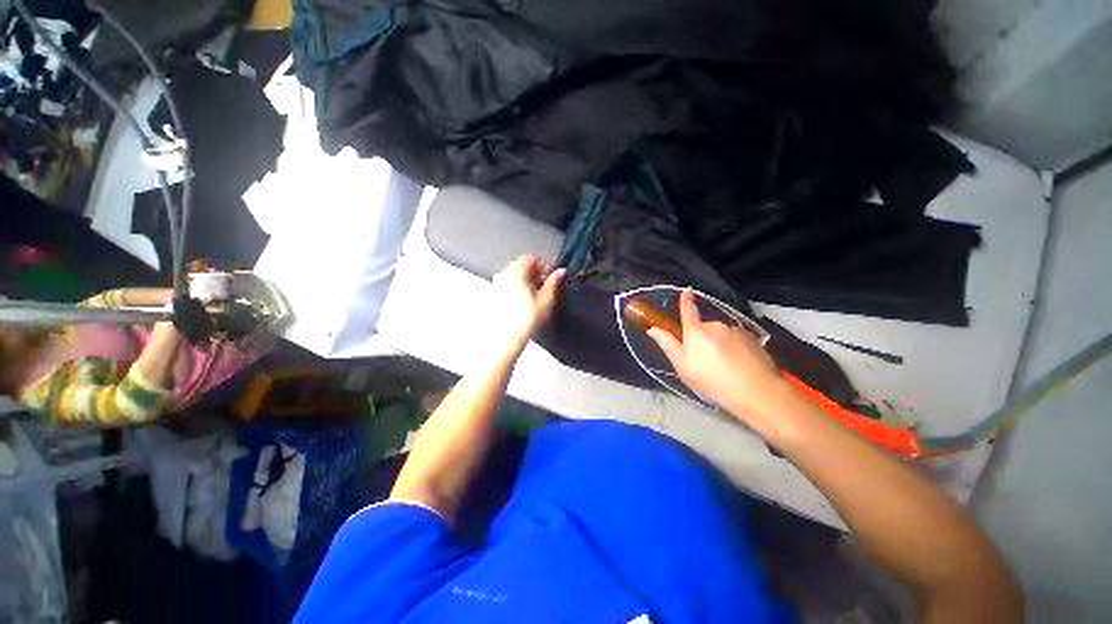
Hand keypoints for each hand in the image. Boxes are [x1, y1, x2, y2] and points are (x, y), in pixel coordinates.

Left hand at [490, 255, 565, 349]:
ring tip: (534, 296)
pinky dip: (515, 288)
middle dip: (533, 273)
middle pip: (520, 266)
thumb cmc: (526, 319)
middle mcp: (503, 275)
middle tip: (543, 287)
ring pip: (512, 276)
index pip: (530, 259)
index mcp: (516, 272)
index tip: (549, 278)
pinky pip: (505, 285)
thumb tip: (561, 271)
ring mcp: (495, 285)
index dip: (542, 266)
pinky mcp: (492, 296)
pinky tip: (522, 303)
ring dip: (524, 281)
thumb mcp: (546, 300)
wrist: (505, 338)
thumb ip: (553, 283)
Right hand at [647, 288, 787, 417]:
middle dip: (702, 339)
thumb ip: (668, 346)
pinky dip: (735, 348)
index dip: (686, 300)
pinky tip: (738, 365)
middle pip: (704, 327)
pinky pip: (737, 339)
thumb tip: (653, 329)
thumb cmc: (713, 381)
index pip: (688, 311)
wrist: (757, 392)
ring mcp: (736, 331)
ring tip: (723, 367)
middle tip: (704, 361)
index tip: (686, 289)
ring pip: (722, 334)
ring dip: (719, 344)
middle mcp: (716, 326)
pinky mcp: (753, 339)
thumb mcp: (684, 368)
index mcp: (697, 332)